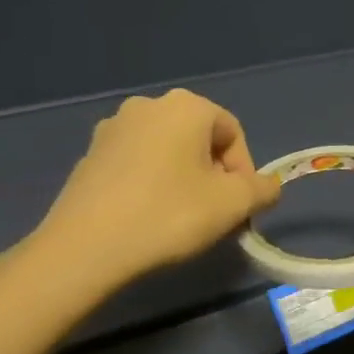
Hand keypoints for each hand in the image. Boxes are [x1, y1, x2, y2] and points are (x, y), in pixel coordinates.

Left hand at [22, 90, 280, 303]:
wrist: (85, 248)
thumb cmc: (169, 214)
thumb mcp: (234, 204)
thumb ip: (263, 189)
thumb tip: (268, 186)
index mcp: (186, 106)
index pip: (233, 132)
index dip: (244, 171)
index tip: (239, 207)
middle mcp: (147, 105)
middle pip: (200, 139)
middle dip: (214, 174)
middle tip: (214, 214)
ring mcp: (112, 128)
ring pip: (167, 151)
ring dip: (183, 179)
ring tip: (181, 218)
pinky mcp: (89, 156)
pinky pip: (136, 164)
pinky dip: (151, 184)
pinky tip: (148, 217)